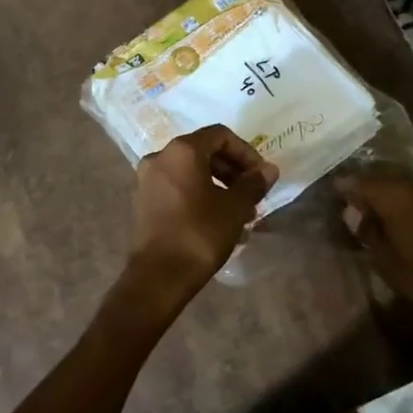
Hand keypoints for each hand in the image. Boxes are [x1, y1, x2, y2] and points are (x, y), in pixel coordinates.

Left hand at [122, 125, 277, 305]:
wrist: (158, 277)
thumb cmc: (199, 234)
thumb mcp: (234, 208)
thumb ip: (253, 183)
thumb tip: (269, 170)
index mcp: (182, 151)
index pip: (220, 135)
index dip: (246, 152)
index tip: (260, 176)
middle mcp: (160, 157)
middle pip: (204, 151)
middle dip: (232, 170)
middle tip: (252, 194)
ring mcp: (147, 180)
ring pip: (191, 172)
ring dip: (218, 185)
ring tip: (240, 212)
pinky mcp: (143, 201)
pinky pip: (177, 187)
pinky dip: (199, 195)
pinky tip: (217, 220)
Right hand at [336, 174, 412, 341]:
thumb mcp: (388, 263)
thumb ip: (368, 232)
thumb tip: (351, 212)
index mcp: (396, 197)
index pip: (360, 182)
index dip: (344, 186)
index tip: (332, 193)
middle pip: (382, 178)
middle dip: (365, 188)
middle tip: (350, 202)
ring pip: (402, 185)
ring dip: (386, 194)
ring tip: (373, 211)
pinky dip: (404, 201)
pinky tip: (400, 218)